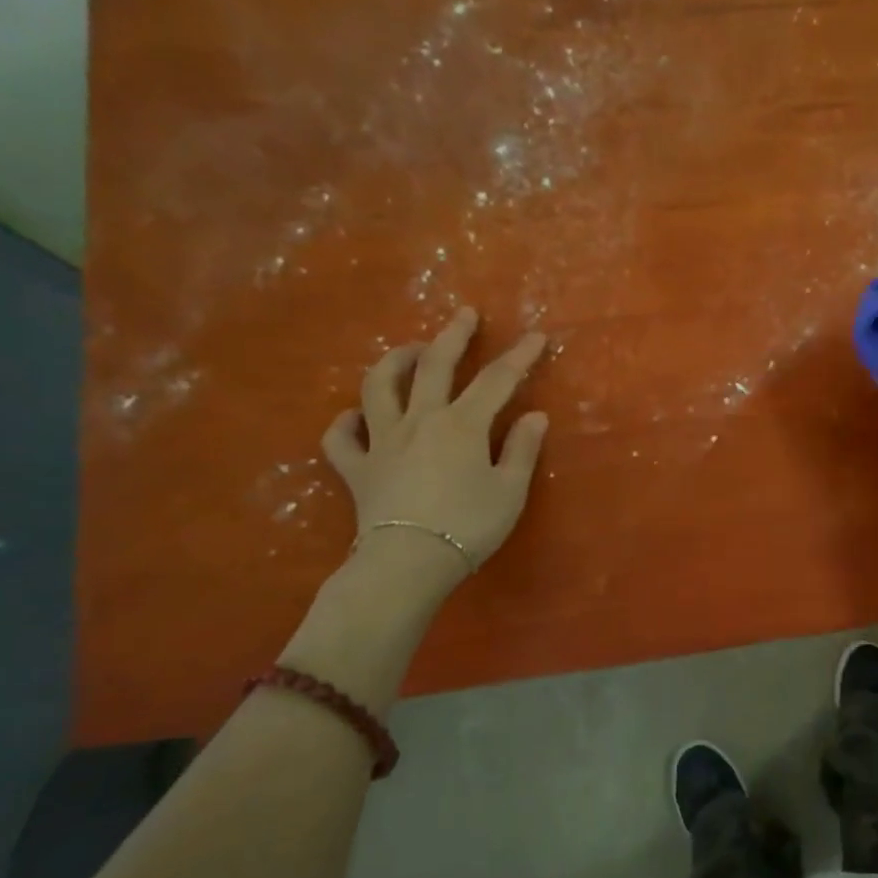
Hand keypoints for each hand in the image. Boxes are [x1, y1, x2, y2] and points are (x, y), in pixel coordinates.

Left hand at [321, 308, 548, 598]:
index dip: (519, 356)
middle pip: (434, 365)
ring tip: (408, 352)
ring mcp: (382, 441)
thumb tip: (534, 416)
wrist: (408, 562)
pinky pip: (341, 437)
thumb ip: (522, 450)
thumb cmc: (468, 526)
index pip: (497, 380)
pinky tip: (357, 418)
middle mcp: (419, 420)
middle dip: (453, 336)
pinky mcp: (357, 468)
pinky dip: (346, 423)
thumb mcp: (510, 491)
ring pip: (379, 387)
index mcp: (462, 424)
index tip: (536, 337)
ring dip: (394, 362)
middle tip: (465, 315)